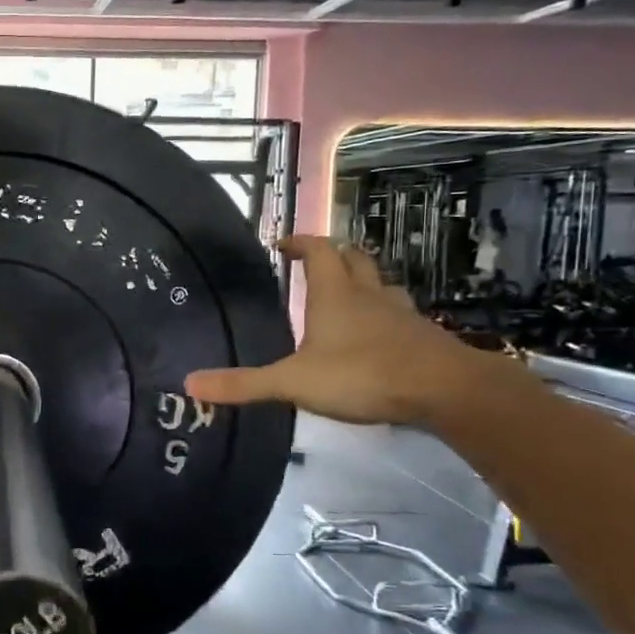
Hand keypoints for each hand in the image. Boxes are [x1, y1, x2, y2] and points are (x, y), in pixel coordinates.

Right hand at [185, 235, 484, 425]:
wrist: (445, 391)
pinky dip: (383, 313)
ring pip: (380, 284)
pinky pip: (398, 313)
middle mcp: (368, 294)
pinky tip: (377, 334)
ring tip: (345, 295)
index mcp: (335, 294)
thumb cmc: (362, 375)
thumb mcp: (293, 382)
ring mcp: (400, 314)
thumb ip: (244, 384)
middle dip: (333, 255)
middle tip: (313, 263)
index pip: (319, 251)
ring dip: (362, 281)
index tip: (283, 244)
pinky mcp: (422, 336)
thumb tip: (189, 383)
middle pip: (353, 258)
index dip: (301, 242)